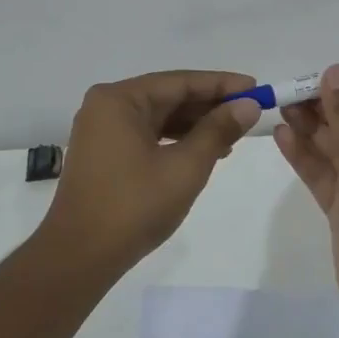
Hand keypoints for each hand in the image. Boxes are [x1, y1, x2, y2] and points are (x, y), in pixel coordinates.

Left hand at [40, 70, 261, 270]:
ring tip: (233, 137)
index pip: (180, 82)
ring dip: (196, 126)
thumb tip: (248, 105)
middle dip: (210, 106)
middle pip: (168, 97)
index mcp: (119, 100)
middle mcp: (106, 107)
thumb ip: (218, 131)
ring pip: (159, 118)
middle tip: (250, 113)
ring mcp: (102, 132)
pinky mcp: (104, 155)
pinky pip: (147, 136)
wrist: (82, 255)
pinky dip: (176, 142)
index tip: (256, 88)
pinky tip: (205, 153)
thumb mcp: (186, 166)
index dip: (222, 84)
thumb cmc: (135, 206)